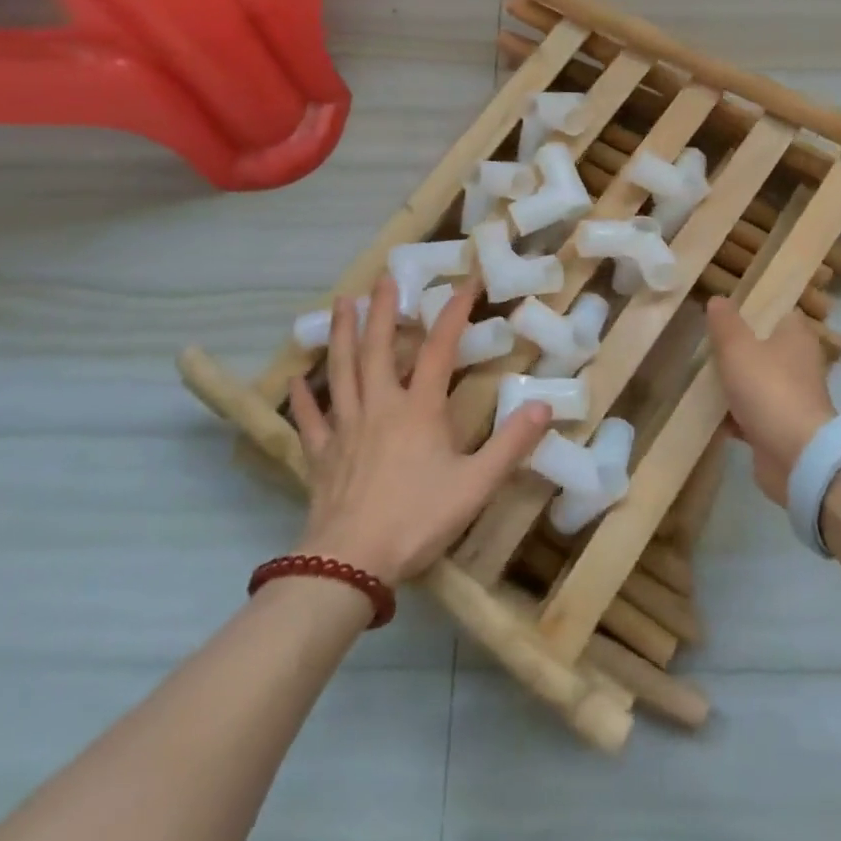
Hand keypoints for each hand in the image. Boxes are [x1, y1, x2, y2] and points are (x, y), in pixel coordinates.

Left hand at [288, 276, 551, 584]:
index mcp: (418, 409)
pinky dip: (303, 397)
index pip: (439, 350)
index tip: (466, 283)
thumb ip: (510, 444)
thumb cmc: (417, 519)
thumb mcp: (476, 484)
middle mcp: (379, 406)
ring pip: (341, 371)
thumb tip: (543, 405)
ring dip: (341, 334)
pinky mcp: (321, 453)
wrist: (351, 563)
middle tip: (384, 278)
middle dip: (383, 310)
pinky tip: (298, 379)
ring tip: (341, 303)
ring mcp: (346, 427)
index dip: (454, 314)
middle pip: (379, 348)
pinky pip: (309, 419)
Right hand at [705, 297, 835, 503]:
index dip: (753, 310)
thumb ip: (725, 322)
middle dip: (737, 349)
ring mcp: (792, 397)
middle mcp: (800, 363)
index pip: (777, 312)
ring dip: (734, 384)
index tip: (724, 313)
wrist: (795, 456)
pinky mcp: (782, 428)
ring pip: (757, 382)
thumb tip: (718, 299)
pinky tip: (708, 413)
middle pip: (764, 348)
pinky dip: (734, 414)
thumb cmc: (768, 389)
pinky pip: (753, 414)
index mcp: (797, 336)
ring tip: (700, 377)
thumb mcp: (737, 347)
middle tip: (705, 345)